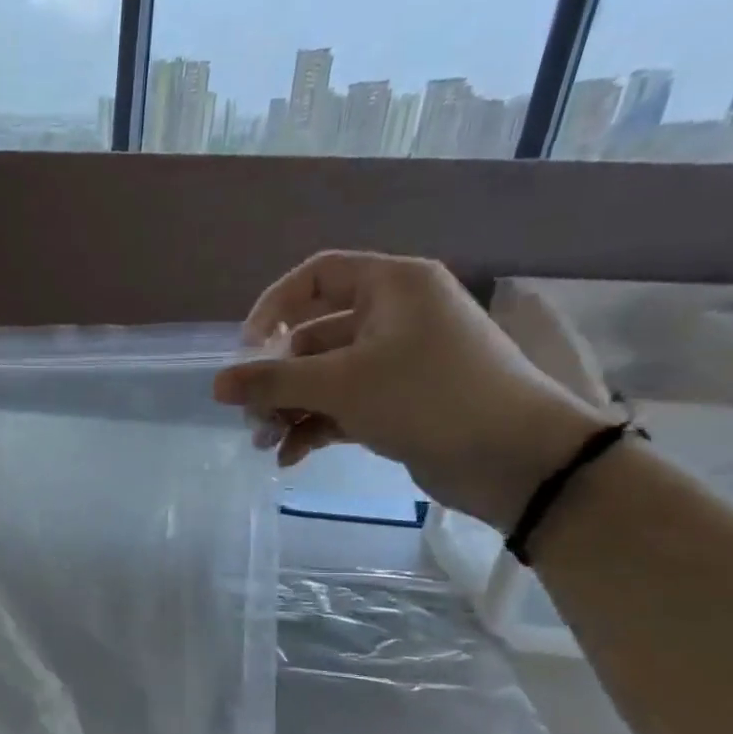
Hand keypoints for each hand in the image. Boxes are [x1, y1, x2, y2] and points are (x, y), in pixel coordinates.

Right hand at [213, 250, 614, 528]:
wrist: (516, 458)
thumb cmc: (428, 398)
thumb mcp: (341, 385)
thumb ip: (273, 383)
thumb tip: (216, 385)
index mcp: (392, 286)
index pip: (317, 276)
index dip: (273, 308)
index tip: (245, 351)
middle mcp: (395, 316)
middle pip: (313, 336)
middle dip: (277, 379)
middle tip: (251, 416)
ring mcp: (397, 362)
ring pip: (325, 376)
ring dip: (290, 408)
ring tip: (265, 444)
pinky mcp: (399, 403)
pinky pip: (343, 405)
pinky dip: (315, 427)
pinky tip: (290, 458)